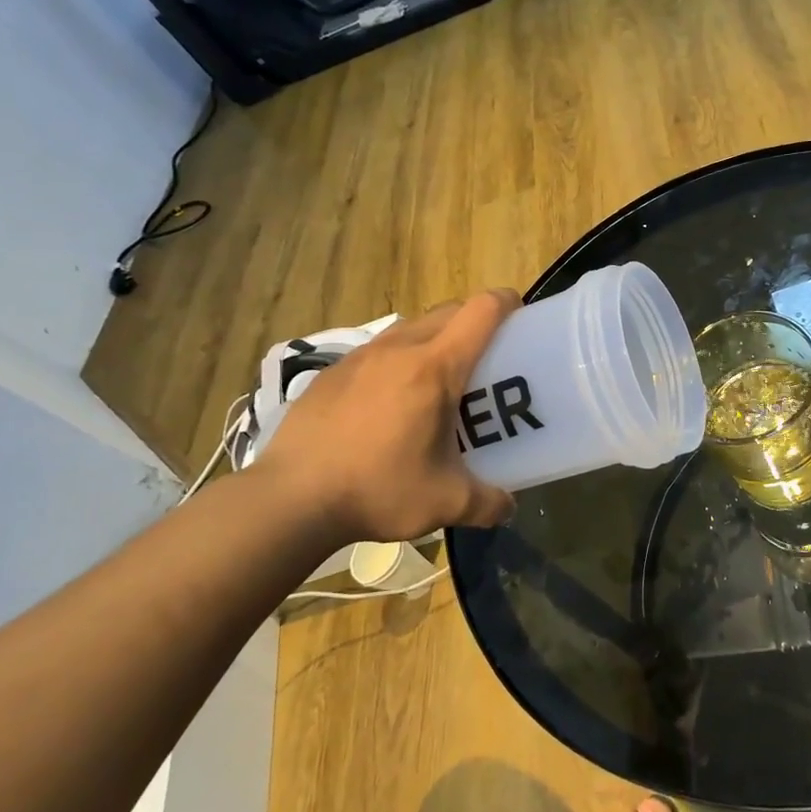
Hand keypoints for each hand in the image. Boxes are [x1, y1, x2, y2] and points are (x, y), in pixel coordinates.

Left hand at [246, 291, 519, 544]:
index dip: (506, 304)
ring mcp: (360, 357)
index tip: (521, 315)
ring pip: (411, 326)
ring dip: (434, 338)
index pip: (480, 311)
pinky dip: (398, 360)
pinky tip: (391, 402)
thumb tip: (508, 507)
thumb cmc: (377, 490)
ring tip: (438, 379)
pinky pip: (378, 349)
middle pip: (448, 311)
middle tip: (486, 358)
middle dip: (474, 322)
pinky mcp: (332, 372)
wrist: (289, 499)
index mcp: (435, 368)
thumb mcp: (445, 503)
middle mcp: (399, 349)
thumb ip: (487, 503)